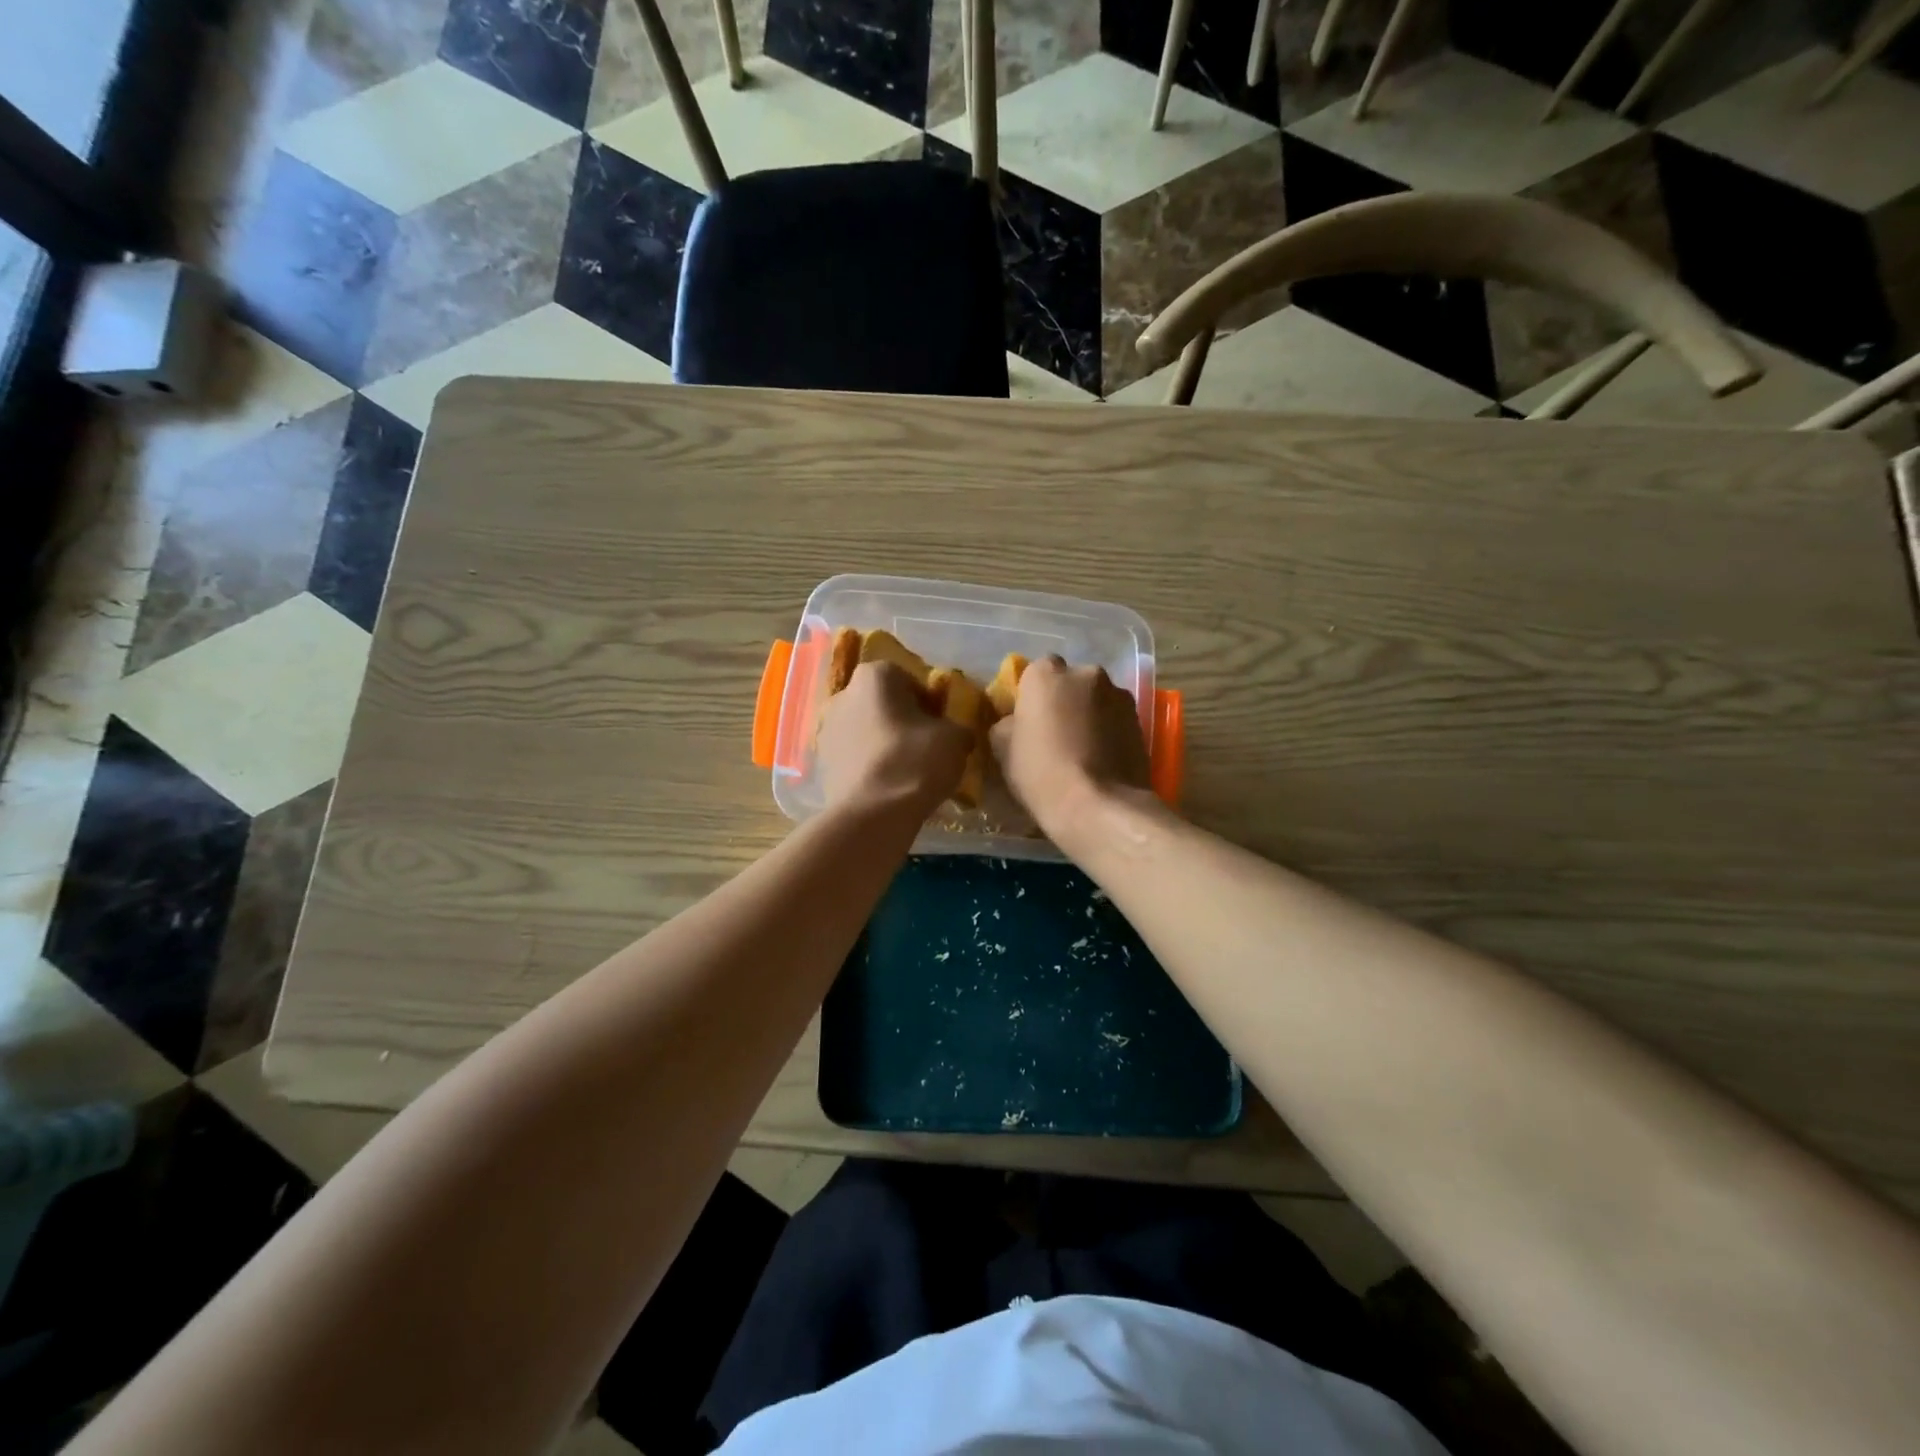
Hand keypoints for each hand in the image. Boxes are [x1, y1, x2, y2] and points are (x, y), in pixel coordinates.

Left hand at [817, 662, 970, 818]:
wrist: (871, 815)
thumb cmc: (914, 762)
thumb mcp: (954, 739)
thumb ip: (957, 727)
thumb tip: (954, 733)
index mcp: (874, 676)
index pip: (909, 679)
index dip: (929, 702)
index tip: (941, 725)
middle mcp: (843, 694)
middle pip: (883, 704)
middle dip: (904, 721)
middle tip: (927, 747)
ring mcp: (827, 729)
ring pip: (868, 730)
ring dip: (885, 743)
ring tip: (908, 771)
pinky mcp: (822, 763)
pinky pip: (855, 756)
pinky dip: (871, 765)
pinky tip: (889, 787)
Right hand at [989, 656, 1152, 842]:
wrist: (1099, 806)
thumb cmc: (1041, 772)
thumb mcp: (1002, 748)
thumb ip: (1007, 722)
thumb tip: (1016, 721)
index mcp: (1046, 674)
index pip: (1035, 672)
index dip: (1032, 696)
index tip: (1029, 720)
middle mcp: (1086, 673)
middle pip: (1070, 682)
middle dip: (1064, 700)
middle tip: (1056, 733)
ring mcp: (1118, 694)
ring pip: (1096, 698)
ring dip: (1089, 714)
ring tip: (1083, 749)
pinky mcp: (1140, 719)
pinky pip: (1116, 718)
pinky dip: (1109, 730)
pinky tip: (1102, 758)